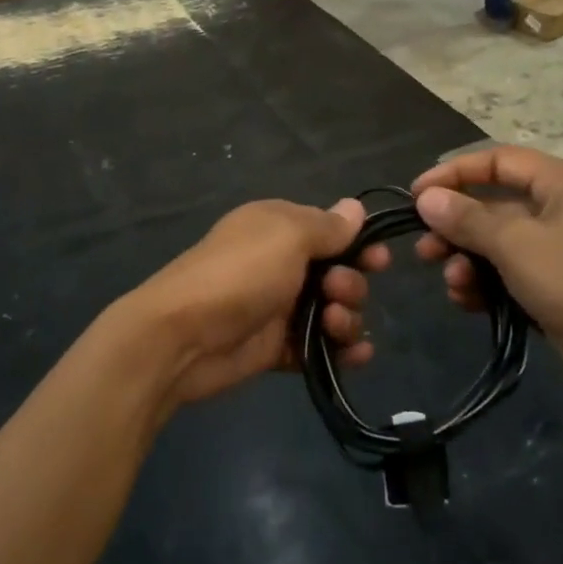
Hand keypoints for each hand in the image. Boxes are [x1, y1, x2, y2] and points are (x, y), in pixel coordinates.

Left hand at [108, 199, 388, 412]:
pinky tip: (356, 356)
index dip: (359, 244)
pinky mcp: (276, 348)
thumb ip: (327, 226)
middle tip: (337, 292)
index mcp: (279, 227)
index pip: (331, 230)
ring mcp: (279, 307)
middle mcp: (281, 263)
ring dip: (347, 318)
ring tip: (333, 325)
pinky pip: (320, 347)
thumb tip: (355, 207)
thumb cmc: (241, 273)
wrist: (183, 336)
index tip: (379, 259)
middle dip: (351, 283)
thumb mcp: (287, 235)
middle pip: (338, 272)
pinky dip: (341, 350)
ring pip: (333, 311)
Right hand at [411, 147, 562, 412]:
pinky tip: (468, 302)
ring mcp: (562, 249)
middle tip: (425, 249)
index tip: (416, 195)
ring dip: (468, 260)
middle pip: (495, 204)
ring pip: (499, 243)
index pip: (498, 161)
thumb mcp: (515, 244)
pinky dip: (487, 283)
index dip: (454, 174)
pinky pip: (511, 273)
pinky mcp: (558, 285)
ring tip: (452, 283)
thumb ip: (467, 218)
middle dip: (456, 227)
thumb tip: (426, 198)